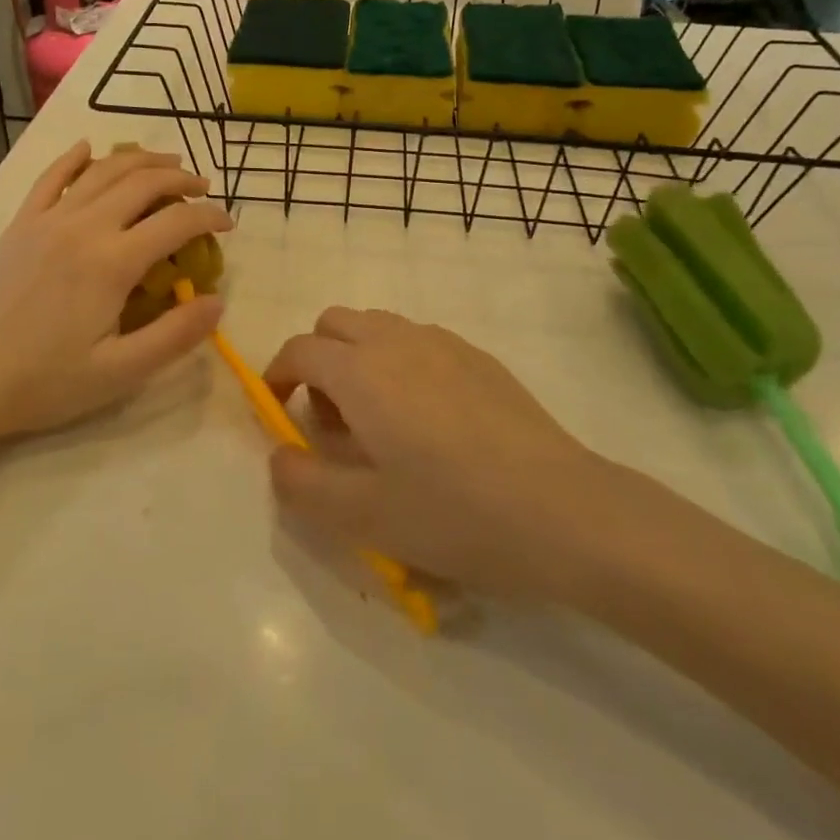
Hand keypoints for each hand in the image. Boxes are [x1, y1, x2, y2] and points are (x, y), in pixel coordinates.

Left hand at [0, 143, 230, 442]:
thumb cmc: (44, 382)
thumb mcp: (120, 372)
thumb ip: (175, 335)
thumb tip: (217, 302)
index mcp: (112, 262)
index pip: (176, 222)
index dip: (210, 216)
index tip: (228, 223)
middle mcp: (83, 226)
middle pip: (142, 182)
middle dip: (181, 178)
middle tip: (203, 187)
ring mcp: (47, 220)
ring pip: (102, 171)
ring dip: (140, 160)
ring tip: (167, 162)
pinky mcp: (20, 224)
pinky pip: (50, 178)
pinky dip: (74, 158)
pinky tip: (88, 148)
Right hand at [264, 308, 636, 602]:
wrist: (562, 510)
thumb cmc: (453, 513)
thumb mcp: (362, 516)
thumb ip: (302, 484)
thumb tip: (278, 457)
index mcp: (361, 371)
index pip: (299, 350)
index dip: (277, 374)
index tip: (278, 409)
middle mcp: (397, 340)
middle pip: (335, 323)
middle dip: (318, 359)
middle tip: (332, 419)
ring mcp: (443, 342)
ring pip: (379, 326)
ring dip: (359, 357)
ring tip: (379, 420)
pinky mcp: (479, 356)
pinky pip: (419, 340)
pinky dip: (400, 361)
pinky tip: (430, 420)